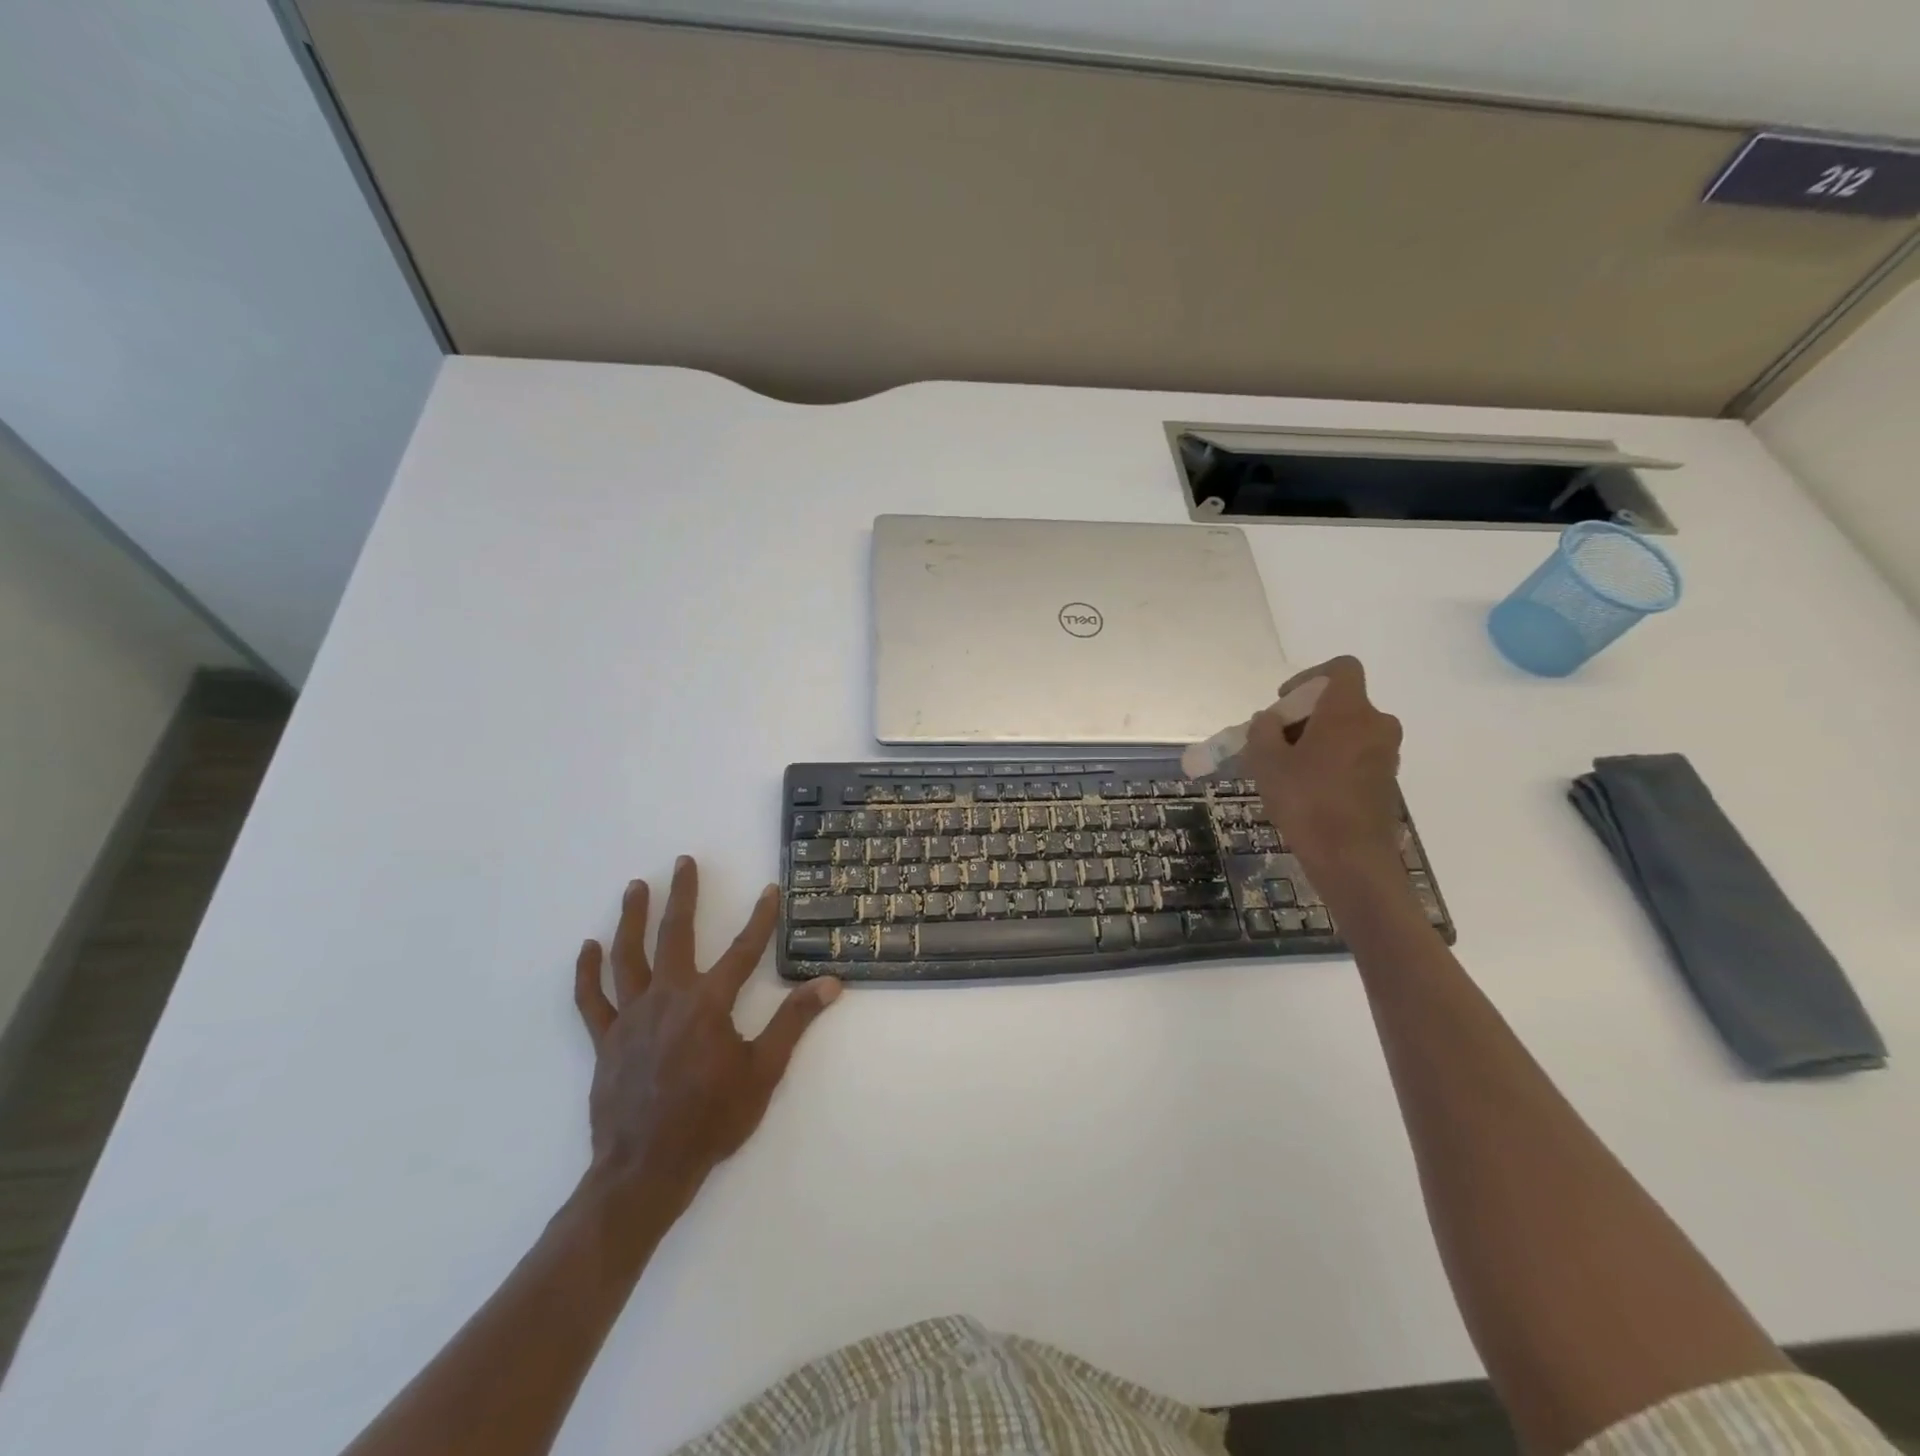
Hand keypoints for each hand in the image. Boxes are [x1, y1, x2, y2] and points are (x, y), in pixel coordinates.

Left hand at [573, 857, 840, 1218]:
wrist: (647, 1169)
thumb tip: (830, 983)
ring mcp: (631, 1017)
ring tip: (635, 887)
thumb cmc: (712, 1119)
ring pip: (627, 957)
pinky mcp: (605, 1040)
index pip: (743, 950)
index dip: (761, 918)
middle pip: (675, 936)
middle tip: (683, 862)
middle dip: (683, 896)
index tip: (770, 890)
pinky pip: (591, 1000)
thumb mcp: (764, 1071)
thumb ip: (794, 1022)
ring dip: (632, 919)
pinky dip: (587, 972)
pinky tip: (587, 948)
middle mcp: (668, 998)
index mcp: (708, 1003)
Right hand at [1242, 656, 1403, 880]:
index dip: (1309, 677)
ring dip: (1318, 740)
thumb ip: (1262, 731)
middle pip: (1340, 703)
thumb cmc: (1306, 801)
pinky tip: (1306, 789)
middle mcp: (1376, 724)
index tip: (1284, 703)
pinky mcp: (1386, 781)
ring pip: (1348, 731)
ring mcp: (1386, 754)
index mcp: (1349, 711)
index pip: (1341, 669)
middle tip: (1275, 742)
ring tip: (1286, 769)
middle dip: (1305, 716)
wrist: (1352, 859)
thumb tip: (1269, 721)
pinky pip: (1356, 756)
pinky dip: (1332, 761)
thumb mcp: (1266, 762)